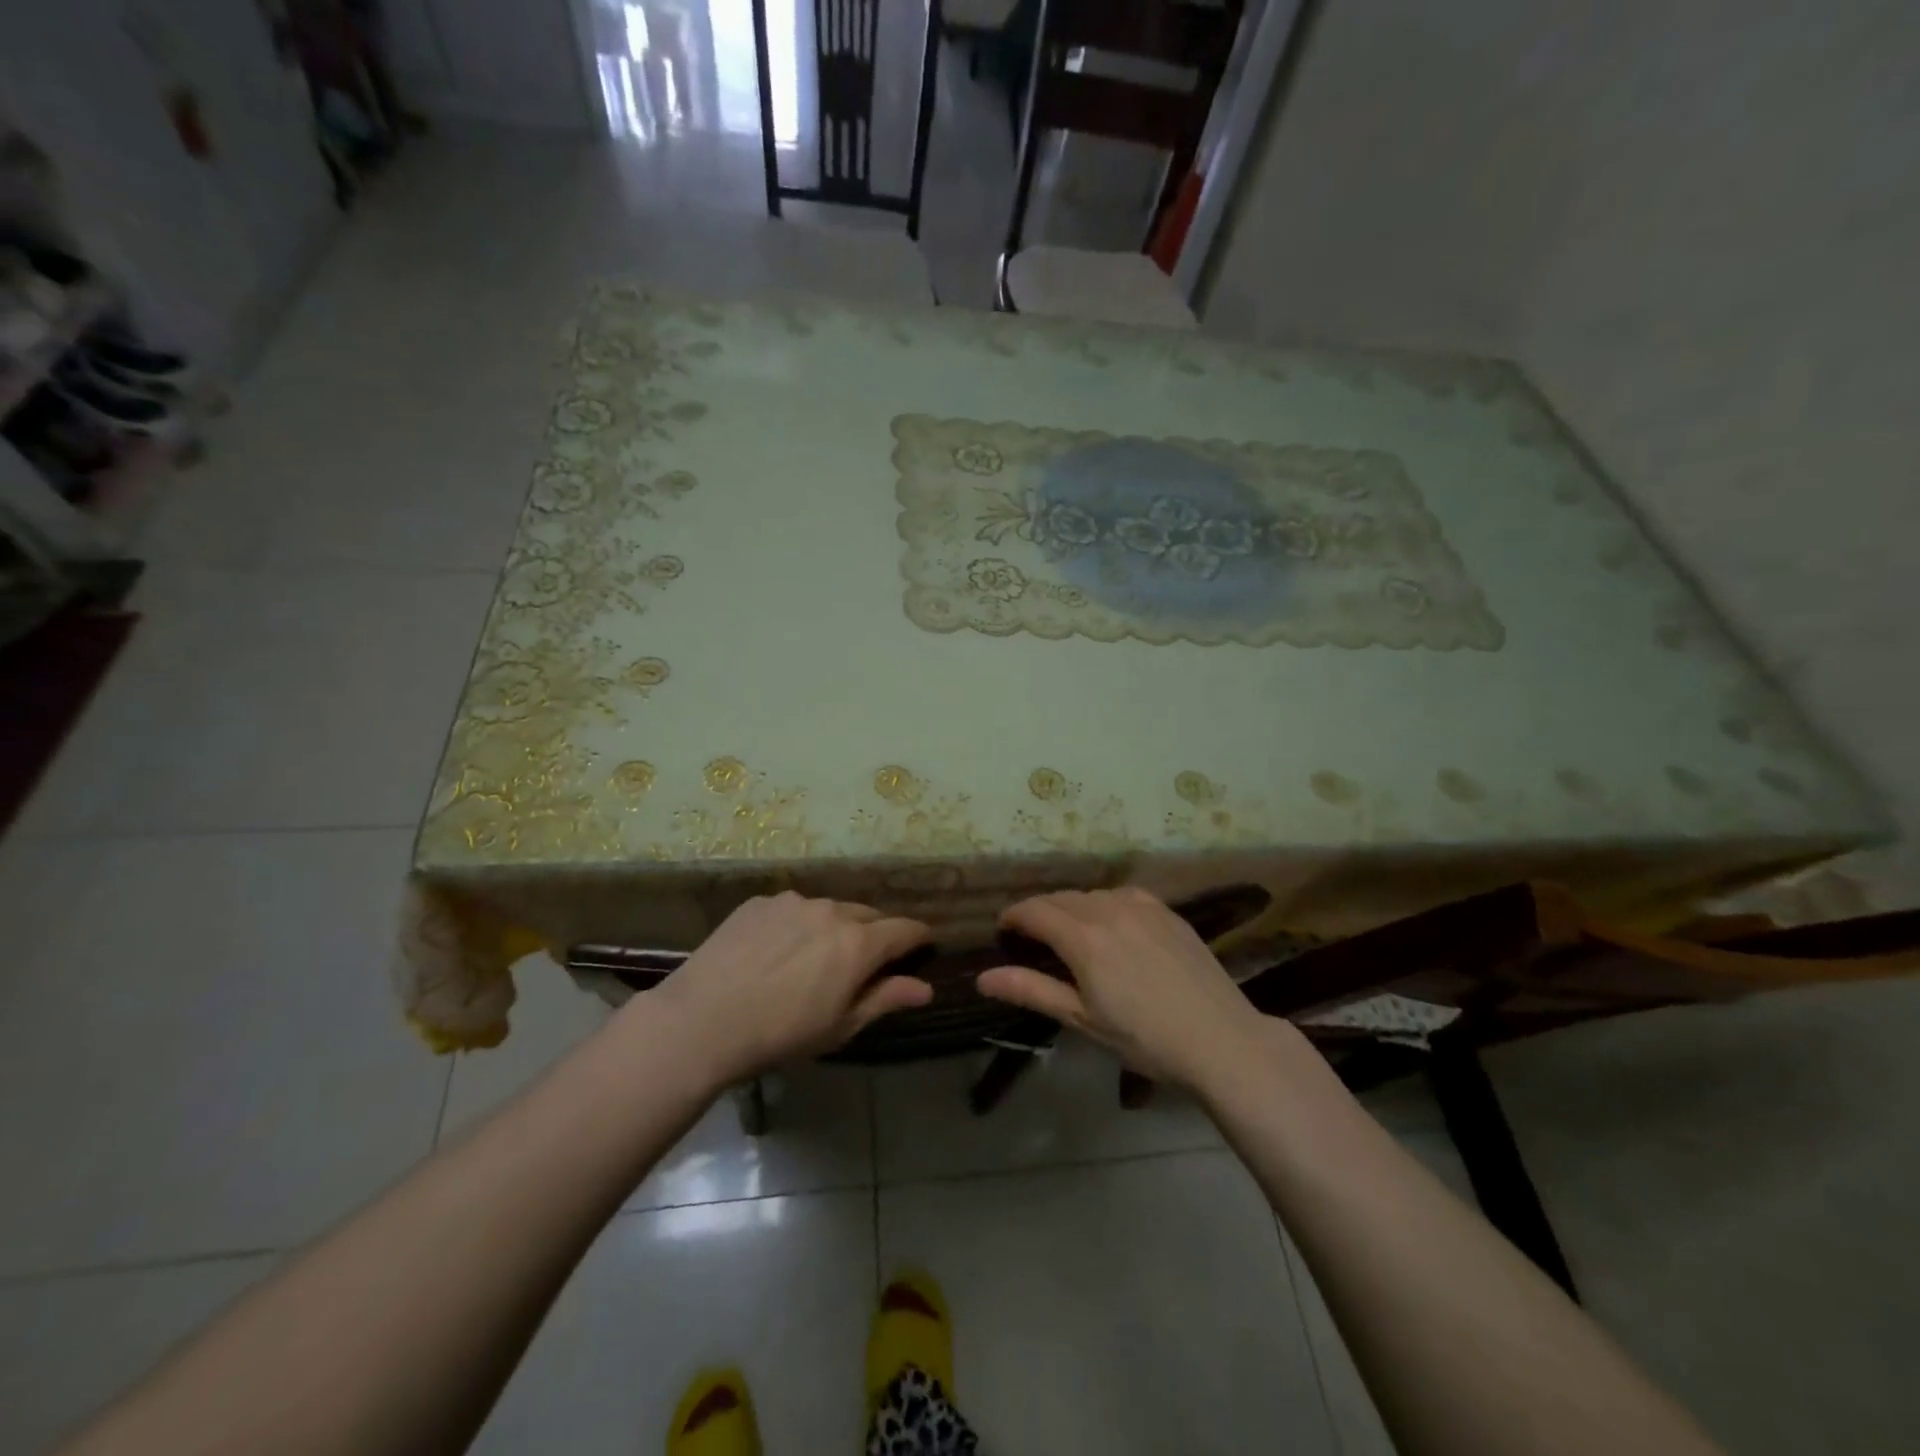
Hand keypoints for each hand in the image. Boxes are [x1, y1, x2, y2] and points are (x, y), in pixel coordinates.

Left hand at [647, 892, 933, 1080]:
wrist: (702, 1021)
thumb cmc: (780, 1034)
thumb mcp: (840, 1026)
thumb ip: (886, 999)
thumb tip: (926, 988)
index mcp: (858, 943)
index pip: (905, 929)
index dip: (918, 938)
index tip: (922, 947)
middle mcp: (831, 911)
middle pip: (868, 915)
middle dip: (874, 935)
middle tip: (861, 964)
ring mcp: (793, 901)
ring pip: (828, 909)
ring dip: (832, 928)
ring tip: (811, 958)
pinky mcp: (760, 902)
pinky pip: (792, 909)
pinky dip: (796, 925)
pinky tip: (774, 952)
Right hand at [976, 887, 1268, 1088]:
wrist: (1221, 1039)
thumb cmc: (1145, 1039)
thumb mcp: (1082, 1019)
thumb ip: (1031, 990)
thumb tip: (983, 978)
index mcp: (1084, 937)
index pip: (1034, 911)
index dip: (1012, 917)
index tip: (1003, 932)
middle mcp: (1109, 908)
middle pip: (1060, 899)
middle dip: (1039, 913)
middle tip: (1032, 939)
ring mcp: (1142, 905)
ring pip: (1091, 894)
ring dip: (1071, 908)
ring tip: (1070, 934)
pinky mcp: (1167, 910)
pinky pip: (1122, 895)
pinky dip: (1104, 904)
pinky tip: (1111, 926)